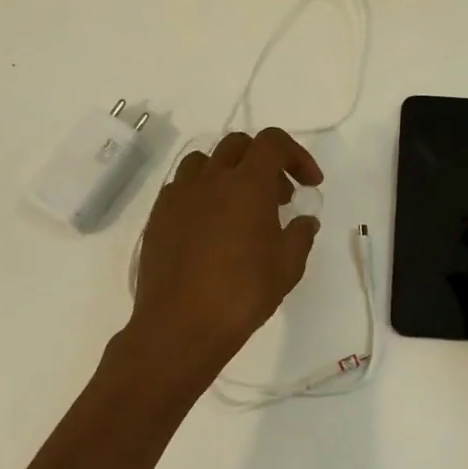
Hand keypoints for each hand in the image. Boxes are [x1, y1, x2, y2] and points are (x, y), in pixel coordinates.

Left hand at [128, 127, 323, 379]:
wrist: (180, 325)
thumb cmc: (242, 294)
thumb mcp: (287, 267)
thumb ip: (300, 235)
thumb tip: (304, 220)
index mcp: (247, 184)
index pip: (273, 143)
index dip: (297, 155)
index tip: (310, 184)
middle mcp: (211, 179)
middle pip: (238, 145)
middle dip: (264, 161)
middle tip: (279, 196)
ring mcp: (179, 195)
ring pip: (205, 161)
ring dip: (229, 172)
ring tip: (240, 206)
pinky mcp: (158, 215)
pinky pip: (182, 187)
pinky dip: (202, 193)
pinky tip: (210, 226)